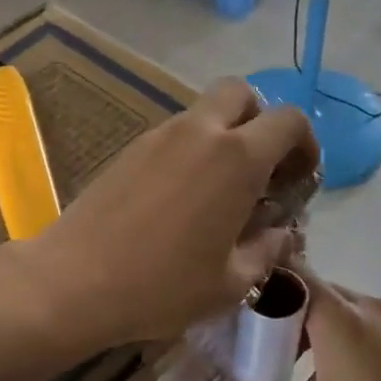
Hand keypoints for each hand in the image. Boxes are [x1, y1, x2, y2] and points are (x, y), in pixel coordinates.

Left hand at [27, 79, 317, 349]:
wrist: (74, 282)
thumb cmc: (162, 286)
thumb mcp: (231, 282)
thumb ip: (267, 249)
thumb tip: (281, 232)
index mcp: (236, 158)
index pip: (288, 120)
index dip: (305, 143)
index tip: (299, 179)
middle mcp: (199, 132)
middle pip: (241, 93)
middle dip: (260, 120)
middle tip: (259, 169)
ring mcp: (158, 136)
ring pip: (203, 113)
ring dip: (223, 137)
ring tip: (219, 193)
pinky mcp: (129, 150)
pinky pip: (173, 134)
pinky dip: (190, 151)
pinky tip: (180, 200)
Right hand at [213, 267, 380, 380]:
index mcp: (340, 319)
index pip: (293, 273)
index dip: (262, 281)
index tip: (234, 302)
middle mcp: (366, 307)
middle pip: (313, 288)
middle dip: (282, 308)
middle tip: (252, 337)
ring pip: (337, 306)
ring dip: (309, 325)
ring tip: (284, 360)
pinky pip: (359, 321)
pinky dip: (336, 334)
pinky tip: (326, 376)